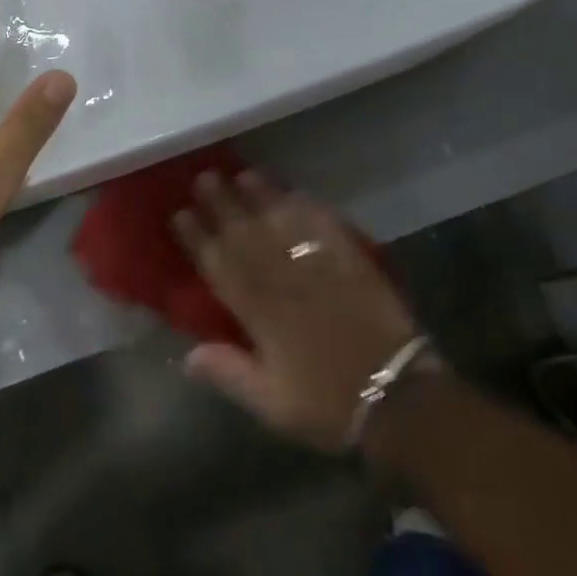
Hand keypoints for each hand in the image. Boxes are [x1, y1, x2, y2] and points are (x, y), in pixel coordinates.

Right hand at [175, 171, 418, 451]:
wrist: (396, 396)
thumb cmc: (327, 402)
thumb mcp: (271, 402)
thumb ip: (228, 372)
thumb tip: (187, 354)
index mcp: (259, 312)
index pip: (220, 265)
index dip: (198, 238)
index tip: (180, 213)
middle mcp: (284, 279)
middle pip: (246, 233)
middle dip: (222, 203)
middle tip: (204, 177)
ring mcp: (319, 265)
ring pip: (282, 221)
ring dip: (261, 195)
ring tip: (243, 173)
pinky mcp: (351, 260)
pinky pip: (324, 224)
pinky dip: (307, 206)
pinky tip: (295, 192)